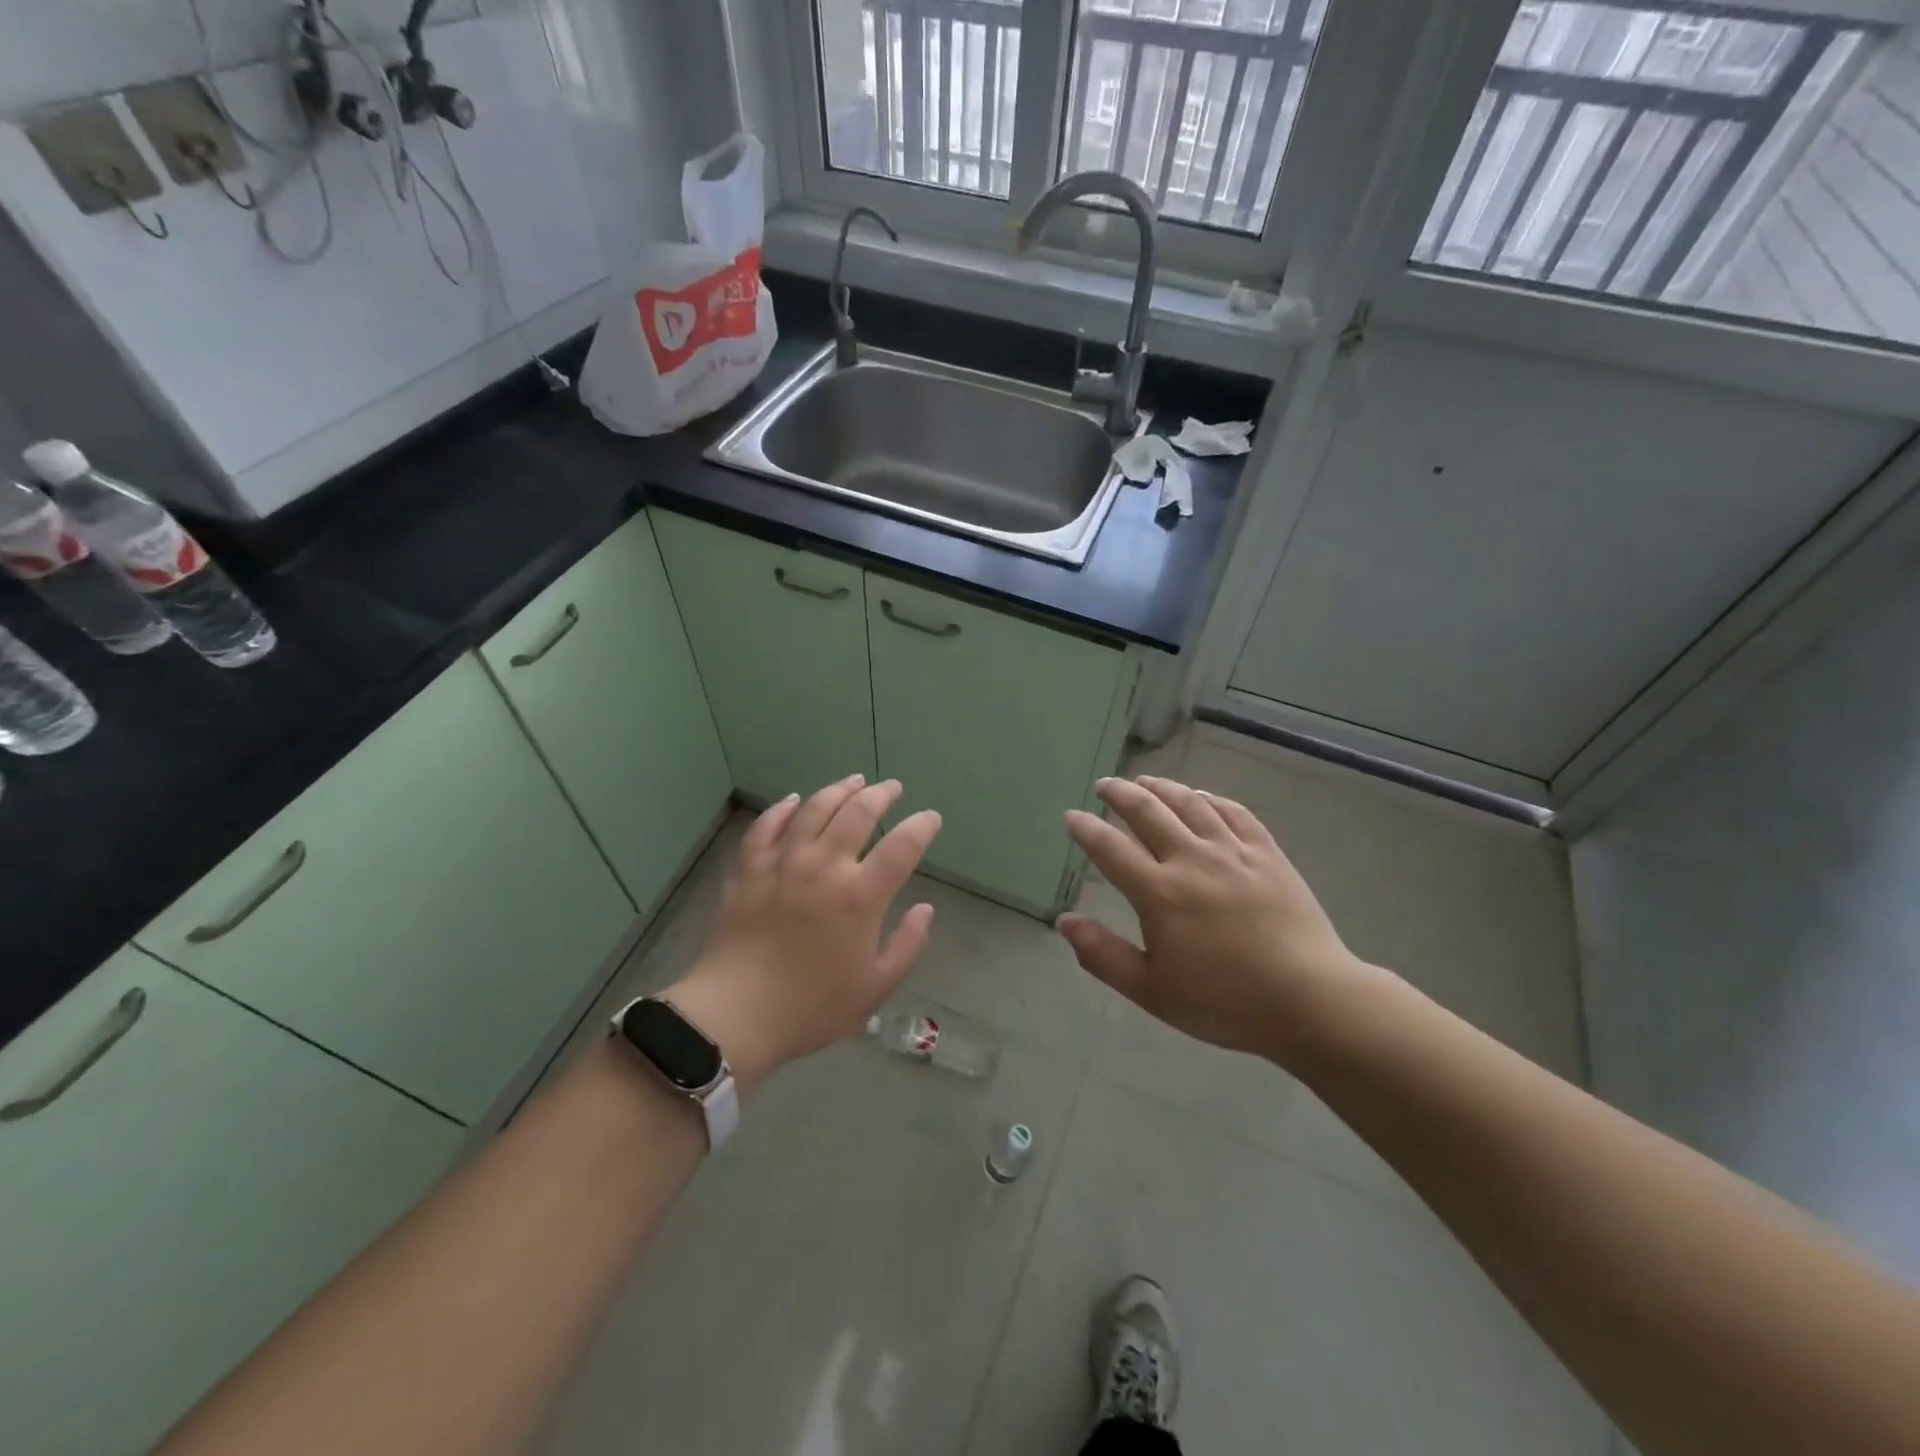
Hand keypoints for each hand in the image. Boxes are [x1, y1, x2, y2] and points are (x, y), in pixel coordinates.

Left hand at [663, 775, 941, 1093]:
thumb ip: (907, 945)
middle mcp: (825, 868)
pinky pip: (766, 827)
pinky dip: (782, 809)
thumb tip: (926, 909)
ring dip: (837, 791)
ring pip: (813, 810)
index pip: (902, 846)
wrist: (735, 1014)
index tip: (930, 818)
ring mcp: (783, 864)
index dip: (921, 826)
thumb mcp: (875, 988)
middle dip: (880, 795)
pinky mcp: (749, 870)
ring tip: (854, 781)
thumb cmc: (812, 1007)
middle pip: (857, 813)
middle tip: (892, 788)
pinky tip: (793, 801)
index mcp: (860, 896)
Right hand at [1056, 776, 1367, 1059]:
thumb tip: (1065, 921)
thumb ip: (1103, 955)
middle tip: (1104, 785)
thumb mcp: (1152, 991)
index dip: (1086, 829)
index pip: (1110, 849)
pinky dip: (1211, 798)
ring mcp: (1233, 852)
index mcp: (1159, 893)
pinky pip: (1234, 812)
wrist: (1311, 1001)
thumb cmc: (1225, 1002)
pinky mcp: (1267, 854)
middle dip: (1120, 794)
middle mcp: (1192, 860)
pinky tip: (1201, 796)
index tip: (1071, 816)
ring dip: (1162, 788)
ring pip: (1190, 803)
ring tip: (1145, 781)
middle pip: (1148, 812)